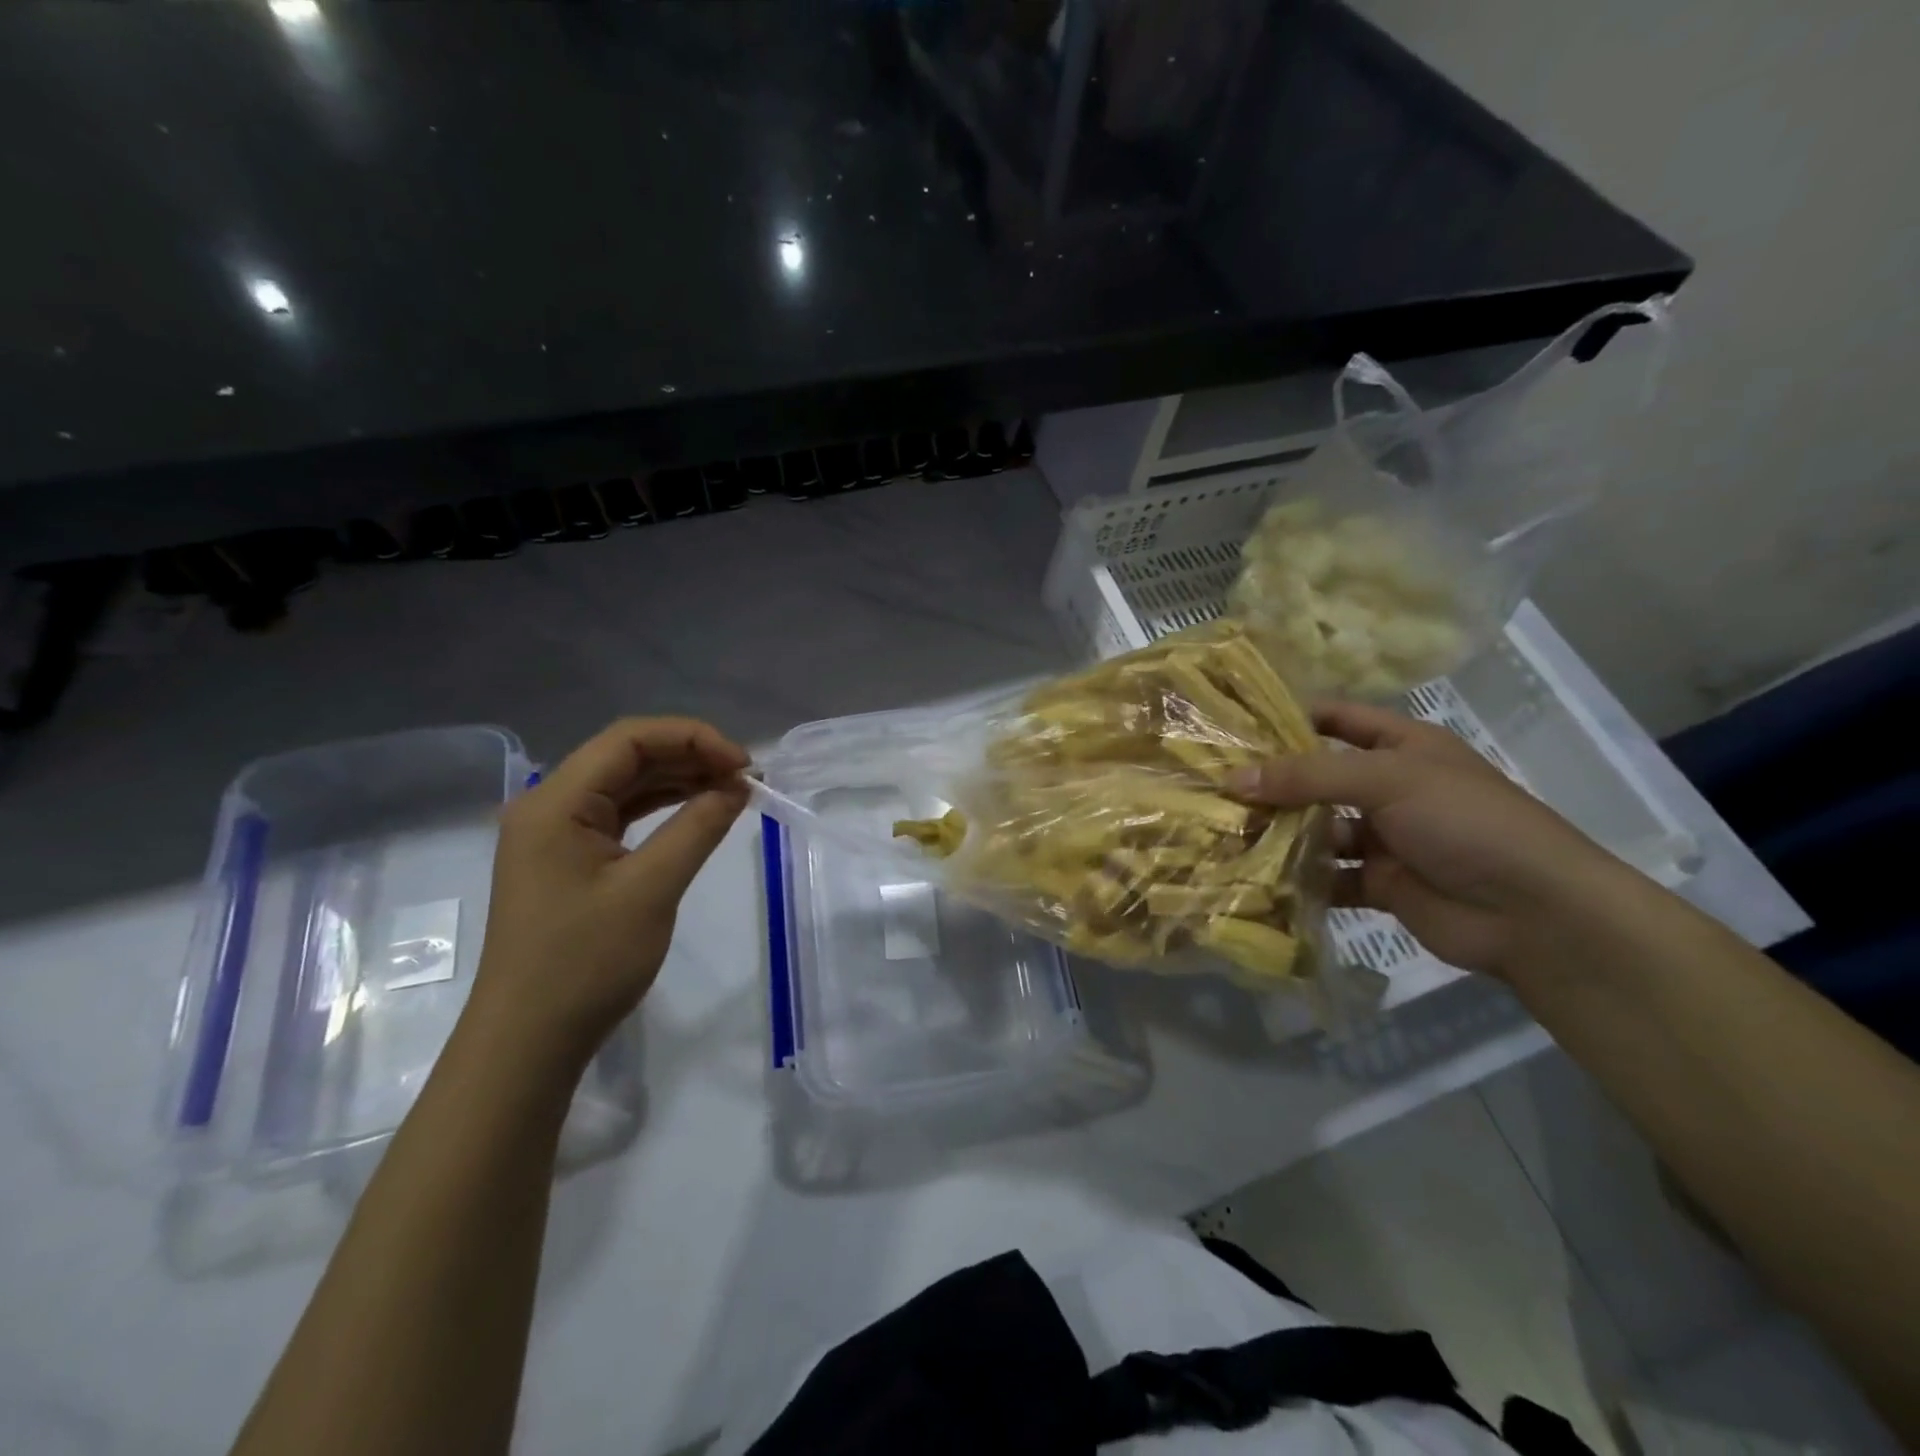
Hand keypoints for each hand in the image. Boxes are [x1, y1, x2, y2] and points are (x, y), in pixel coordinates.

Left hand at [468, 717, 749, 1069]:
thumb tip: (738, 786)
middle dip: (690, 757)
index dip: (693, 738)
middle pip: (626, 757)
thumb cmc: (585, 963)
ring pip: (625, 785)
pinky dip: (662, 809)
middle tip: (746, 778)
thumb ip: (698, 827)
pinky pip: (620, 816)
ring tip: (732, 790)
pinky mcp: (568, 860)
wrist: (528, 1042)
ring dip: (679, 780)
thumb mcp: (651, 889)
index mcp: (555, 802)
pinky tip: (699, 812)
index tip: (743, 764)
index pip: (629, 740)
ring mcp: (556, 834)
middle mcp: (549, 806)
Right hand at [1231, 702, 1624, 978]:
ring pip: (1317, 829)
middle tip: (1212, 786)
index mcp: (1402, 746)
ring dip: (1279, 834)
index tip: (1234, 726)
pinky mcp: (1379, 883)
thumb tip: (1233, 779)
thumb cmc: (1465, 821)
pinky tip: (1256, 878)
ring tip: (1223, 834)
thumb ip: (1308, 776)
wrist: (1534, 914)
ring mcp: (1384, 837)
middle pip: (1318, 777)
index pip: (1338, 719)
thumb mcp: (1387, 779)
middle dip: (1272, 783)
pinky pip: (1327, 876)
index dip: (1290, 718)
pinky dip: (1297, 879)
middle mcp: (1389, 787)